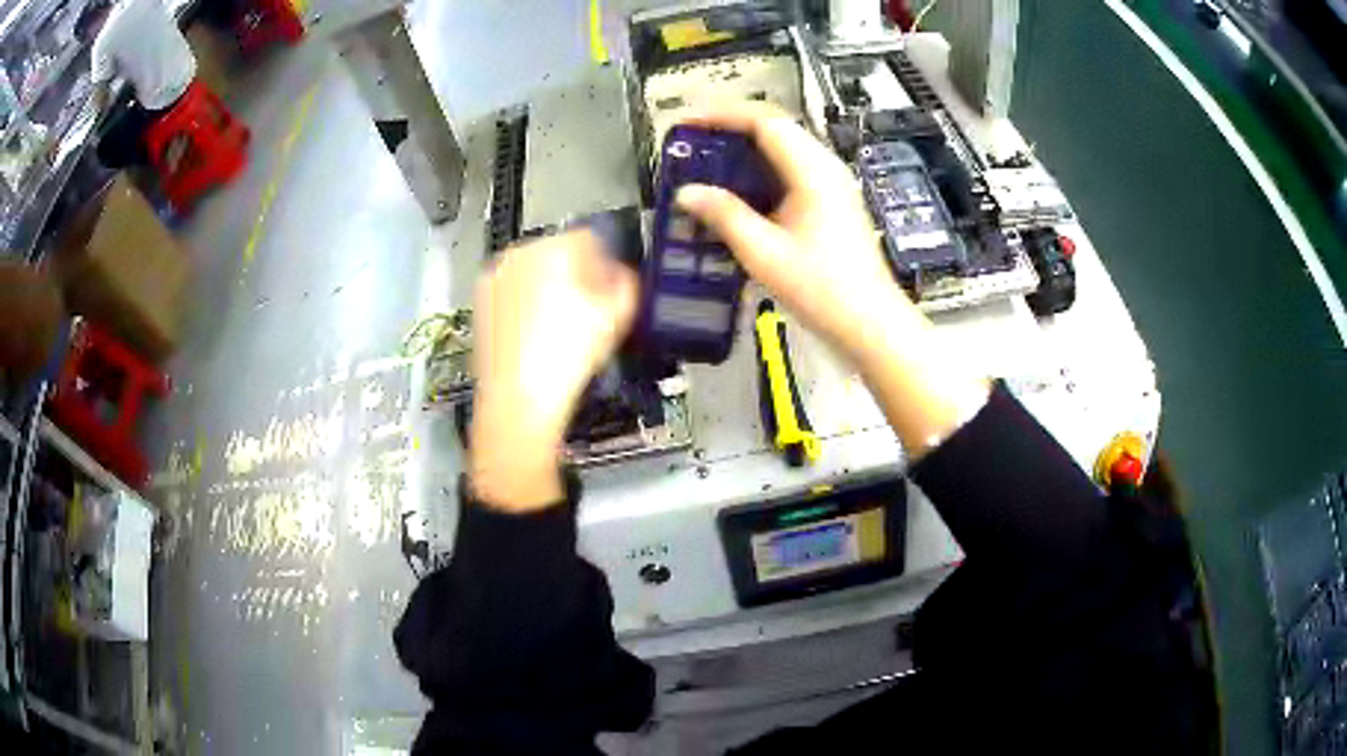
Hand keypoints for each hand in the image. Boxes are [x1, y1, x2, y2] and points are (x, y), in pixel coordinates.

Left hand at [469, 230, 638, 510]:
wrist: (519, 400)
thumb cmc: (567, 356)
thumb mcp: (617, 316)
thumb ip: (627, 283)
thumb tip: (621, 276)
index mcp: (553, 247)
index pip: (589, 238)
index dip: (606, 263)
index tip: (610, 287)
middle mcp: (519, 253)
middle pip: (558, 251)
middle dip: (576, 274)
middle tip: (589, 309)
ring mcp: (494, 277)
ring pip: (533, 271)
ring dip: (550, 288)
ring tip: (562, 326)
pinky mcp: (480, 303)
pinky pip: (512, 292)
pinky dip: (526, 304)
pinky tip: (538, 336)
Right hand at [675, 104, 988, 457]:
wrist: (870, 322)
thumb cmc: (821, 289)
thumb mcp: (764, 253)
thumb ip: (724, 215)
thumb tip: (686, 192)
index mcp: (813, 170)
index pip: (764, 120)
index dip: (720, 114)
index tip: (684, 122)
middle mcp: (826, 166)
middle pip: (774, 126)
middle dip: (729, 126)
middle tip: (691, 139)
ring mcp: (832, 183)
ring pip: (783, 146)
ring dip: (744, 146)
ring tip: (706, 158)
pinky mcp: (832, 201)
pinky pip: (791, 168)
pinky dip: (760, 168)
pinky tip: (738, 188)